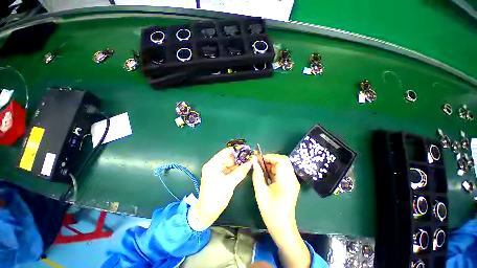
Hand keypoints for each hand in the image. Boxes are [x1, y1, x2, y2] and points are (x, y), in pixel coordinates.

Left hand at [196, 147, 251, 226]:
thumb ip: (240, 172)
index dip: (237, 150)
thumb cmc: (216, 197)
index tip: (247, 151)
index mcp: (212, 164)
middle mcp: (213, 165)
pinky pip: (228, 169)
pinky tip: (243, 170)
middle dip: (238, 158)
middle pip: (228, 157)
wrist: (206, 212)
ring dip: (238, 164)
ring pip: (229, 163)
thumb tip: (250, 162)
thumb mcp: (229, 183)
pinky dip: (235, 169)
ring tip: (248, 164)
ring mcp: (215, 170)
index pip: (226, 152)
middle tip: (250, 159)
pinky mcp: (218, 175)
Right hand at [252, 154, 299, 233]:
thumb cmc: (271, 211)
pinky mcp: (290, 185)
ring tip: (261, 168)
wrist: (282, 227)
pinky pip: (282, 172)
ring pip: (283, 166)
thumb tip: (254, 161)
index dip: (270, 157)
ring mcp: (292, 182)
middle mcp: (292, 179)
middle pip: (284, 161)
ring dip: (272, 164)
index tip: (259, 159)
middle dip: (271, 159)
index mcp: (286, 181)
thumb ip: (257, 175)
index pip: (282, 160)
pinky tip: (266, 174)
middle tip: (260, 162)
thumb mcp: (260, 192)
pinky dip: (274, 170)